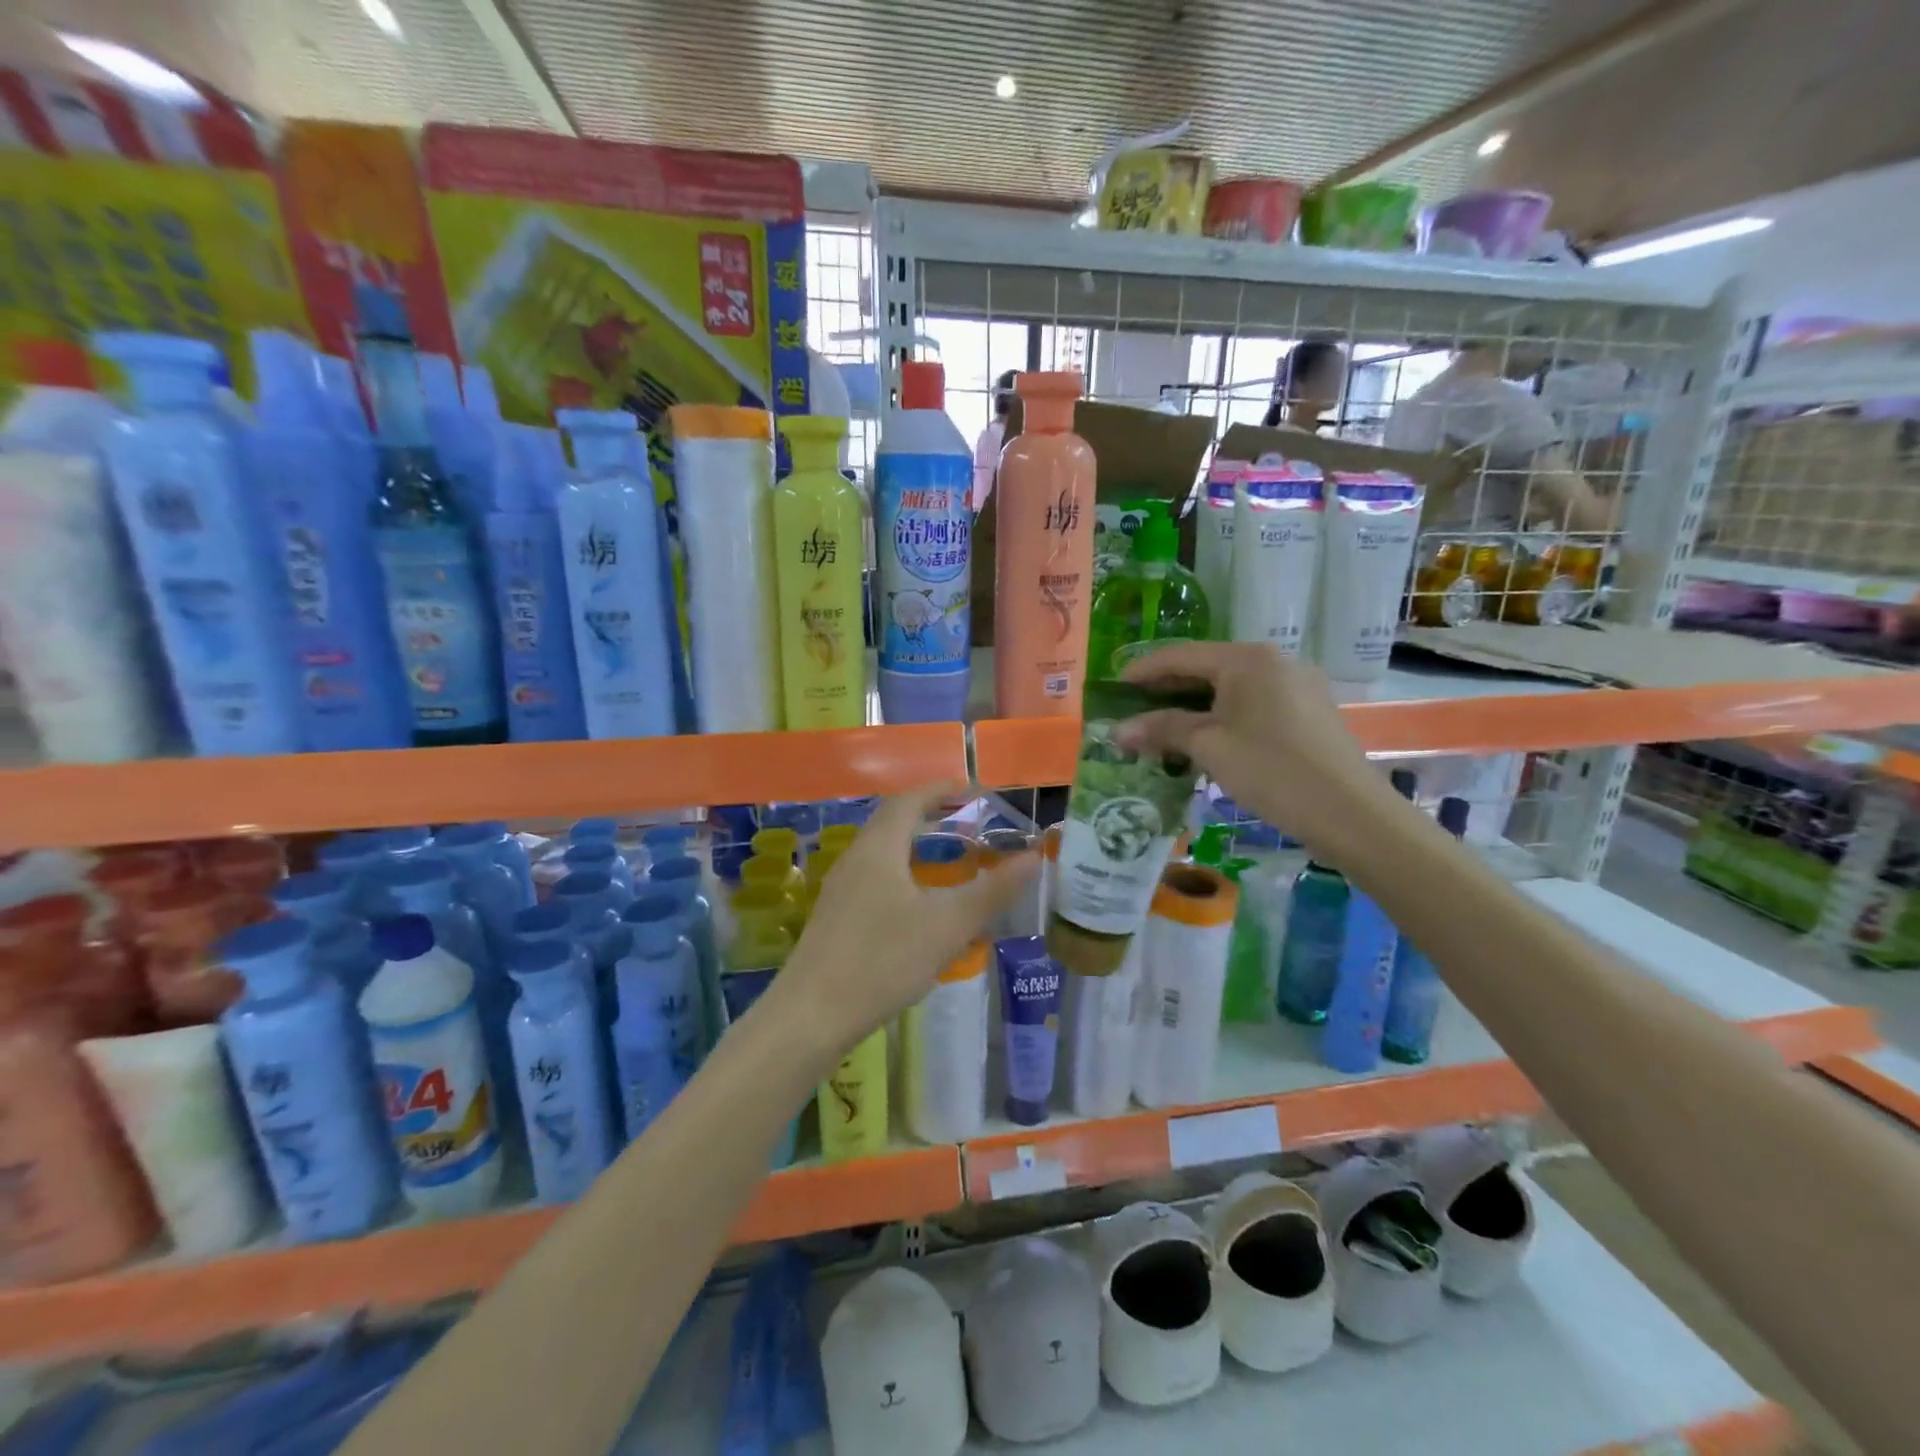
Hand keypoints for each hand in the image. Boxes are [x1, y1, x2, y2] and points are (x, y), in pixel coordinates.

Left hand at [757, 784, 1036, 1065]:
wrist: (810, 1016)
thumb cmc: (882, 960)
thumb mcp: (947, 925)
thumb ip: (992, 891)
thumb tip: (1034, 857)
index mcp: (879, 847)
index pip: (910, 799)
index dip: (941, 789)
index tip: (973, 790)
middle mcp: (856, 858)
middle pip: (893, 820)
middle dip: (930, 814)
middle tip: (967, 821)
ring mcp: (841, 888)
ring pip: (883, 851)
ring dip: (916, 844)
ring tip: (949, 858)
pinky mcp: (836, 916)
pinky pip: (875, 876)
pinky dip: (903, 871)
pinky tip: (919, 903)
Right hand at [1114, 641, 1399, 861]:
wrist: (1351, 814)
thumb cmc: (1272, 770)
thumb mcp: (1209, 747)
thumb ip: (1162, 730)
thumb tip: (1117, 731)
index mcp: (1247, 659)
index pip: (1179, 655)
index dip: (1141, 671)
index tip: (1111, 690)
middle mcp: (1273, 661)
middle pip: (1205, 669)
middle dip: (1165, 693)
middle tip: (1131, 714)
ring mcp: (1295, 686)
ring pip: (1229, 691)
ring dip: (1192, 709)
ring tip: (1161, 733)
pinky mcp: (1308, 713)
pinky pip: (1252, 706)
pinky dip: (1221, 720)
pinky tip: (1204, 743)